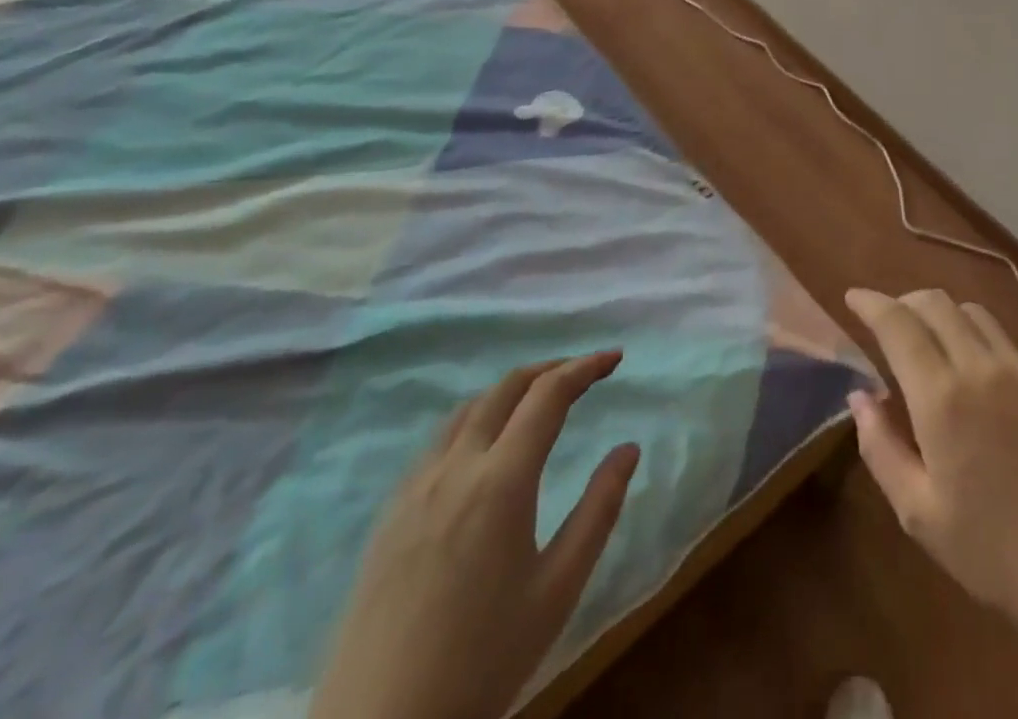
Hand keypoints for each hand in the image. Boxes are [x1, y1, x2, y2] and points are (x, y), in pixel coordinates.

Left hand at [310, 354, 639, 718]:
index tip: (614, 358)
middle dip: (549, 369)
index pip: (549, 395)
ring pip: (467, 409)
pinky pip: (438, 441)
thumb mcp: (559, 588)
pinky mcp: (389, 514)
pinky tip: (483, 447)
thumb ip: (599, 510)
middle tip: (583, 373)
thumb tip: (629, 449)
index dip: (584, 367)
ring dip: (509, 390)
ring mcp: (415, 488)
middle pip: (505, 388)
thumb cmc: (483, 660)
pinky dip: (474, 419)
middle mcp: (456, 467)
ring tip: (537, 400)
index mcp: (502, 480)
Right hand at [843, 289, 1017, 638]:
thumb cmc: (993, 553)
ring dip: (944, 317)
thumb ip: (880, 446)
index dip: (871, 302)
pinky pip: (1009, 344)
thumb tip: (860, 395)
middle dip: (904, 302)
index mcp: (942, 398)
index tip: (853, 297)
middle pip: (936, 302)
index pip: (897, 323)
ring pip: (974, 313)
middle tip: (889, 323)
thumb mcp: (918, 512)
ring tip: (935, 346)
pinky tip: (985, 384)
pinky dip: (983, 346)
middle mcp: (983, 368)